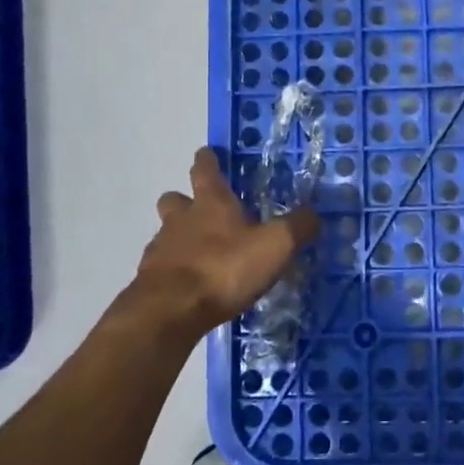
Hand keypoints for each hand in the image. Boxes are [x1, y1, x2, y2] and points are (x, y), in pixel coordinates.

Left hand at [128, 148, 319, 336]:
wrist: (171, 311)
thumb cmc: (224, 268)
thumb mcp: (275, 246)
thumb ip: (297, 227)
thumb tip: (314, 213)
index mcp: (211, 203)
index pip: (205, 169)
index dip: (208, 160)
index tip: (208, 154)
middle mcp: (181, 218)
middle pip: (175, 199)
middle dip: (186, 200)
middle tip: (203, 211)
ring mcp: (161, 248)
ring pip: (167, 232)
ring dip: (180, 237)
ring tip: (202, 253)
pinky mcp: (150, 279)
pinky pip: (162, 266)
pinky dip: (175, 269)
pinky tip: (192, 285)